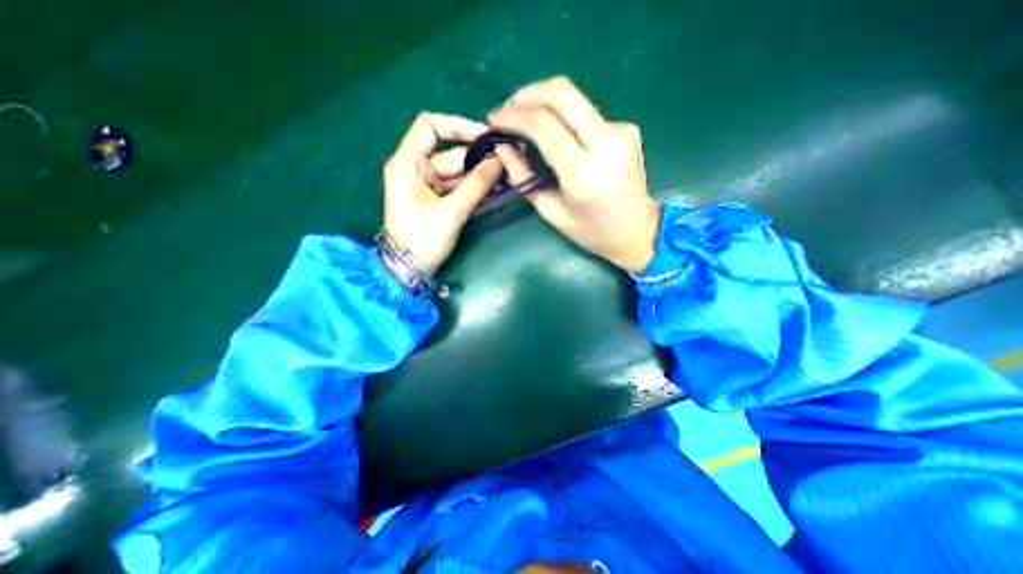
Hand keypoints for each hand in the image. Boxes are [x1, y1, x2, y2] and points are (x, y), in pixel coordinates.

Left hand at [383, 111, 501, 274]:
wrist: (409, 270)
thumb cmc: (422, 240)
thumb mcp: (451, 211)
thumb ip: (476, 185)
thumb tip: (500, 162)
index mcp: (407, 163)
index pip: (430, 126)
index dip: (458, 126)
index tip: (487, 137)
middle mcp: (415, 169)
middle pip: (450, 154)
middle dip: (479, 160)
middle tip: (507, 165)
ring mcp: (426, 186)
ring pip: (457, 173)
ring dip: (480, 177)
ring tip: (506, 180)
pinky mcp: (435, 200)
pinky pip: (457, 188)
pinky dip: (473, 190)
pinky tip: (494, 192)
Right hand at [488, 77, 663, 273]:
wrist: (638, 231)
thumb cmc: (591, 231)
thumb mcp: (551, 212)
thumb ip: (523, 177)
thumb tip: (503, 148)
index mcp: (581, 172)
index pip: (542, 124)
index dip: (513, 115)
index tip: (494, 118)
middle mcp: (604, 143)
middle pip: (562, 93)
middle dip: (528, 94)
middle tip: (509, 108)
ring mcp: (620, 131)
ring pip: (575, 99)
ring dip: (546, 104)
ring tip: (528, 121)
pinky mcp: (628, 129)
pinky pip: (588, 115)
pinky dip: (567, 120)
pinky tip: (561, 137)